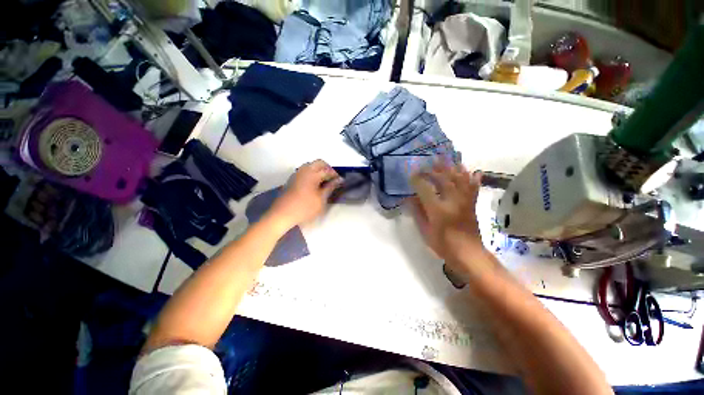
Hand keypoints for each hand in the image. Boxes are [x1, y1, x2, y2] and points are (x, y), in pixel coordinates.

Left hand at [268, 160, 342, 231]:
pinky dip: (312, 173)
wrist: (282, 214)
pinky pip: (305, 171)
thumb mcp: (321, 199)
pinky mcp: (292, 179)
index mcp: (313, 173)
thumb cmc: (305, 207)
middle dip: (327, 169)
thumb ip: (330, 187)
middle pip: (319, 163)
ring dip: (319, 170)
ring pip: (311, 166)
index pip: (328, 170)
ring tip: (324, 182)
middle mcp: (304, 170)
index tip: (341, 182)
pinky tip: (314, 184)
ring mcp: (297, 173)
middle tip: (332, 180)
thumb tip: (339, 180)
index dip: (335, 175)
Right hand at [408, 164, 484, 265]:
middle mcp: (453, 201)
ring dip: (451, 167)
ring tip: (445, 158)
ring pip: (459, 179)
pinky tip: (470, 170)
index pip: (425, 188)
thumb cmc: (443, 245)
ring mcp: (465, 201)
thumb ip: (417, 212)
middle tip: (425, 164)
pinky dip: (471, 177)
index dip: (417, 179)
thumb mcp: (424, 231)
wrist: (468, 254)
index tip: (411, 175)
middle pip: (443, 179)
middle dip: (433, 169)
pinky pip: (473, 187)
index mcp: (438, 209)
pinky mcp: (472, 204)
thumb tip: (410, 198)